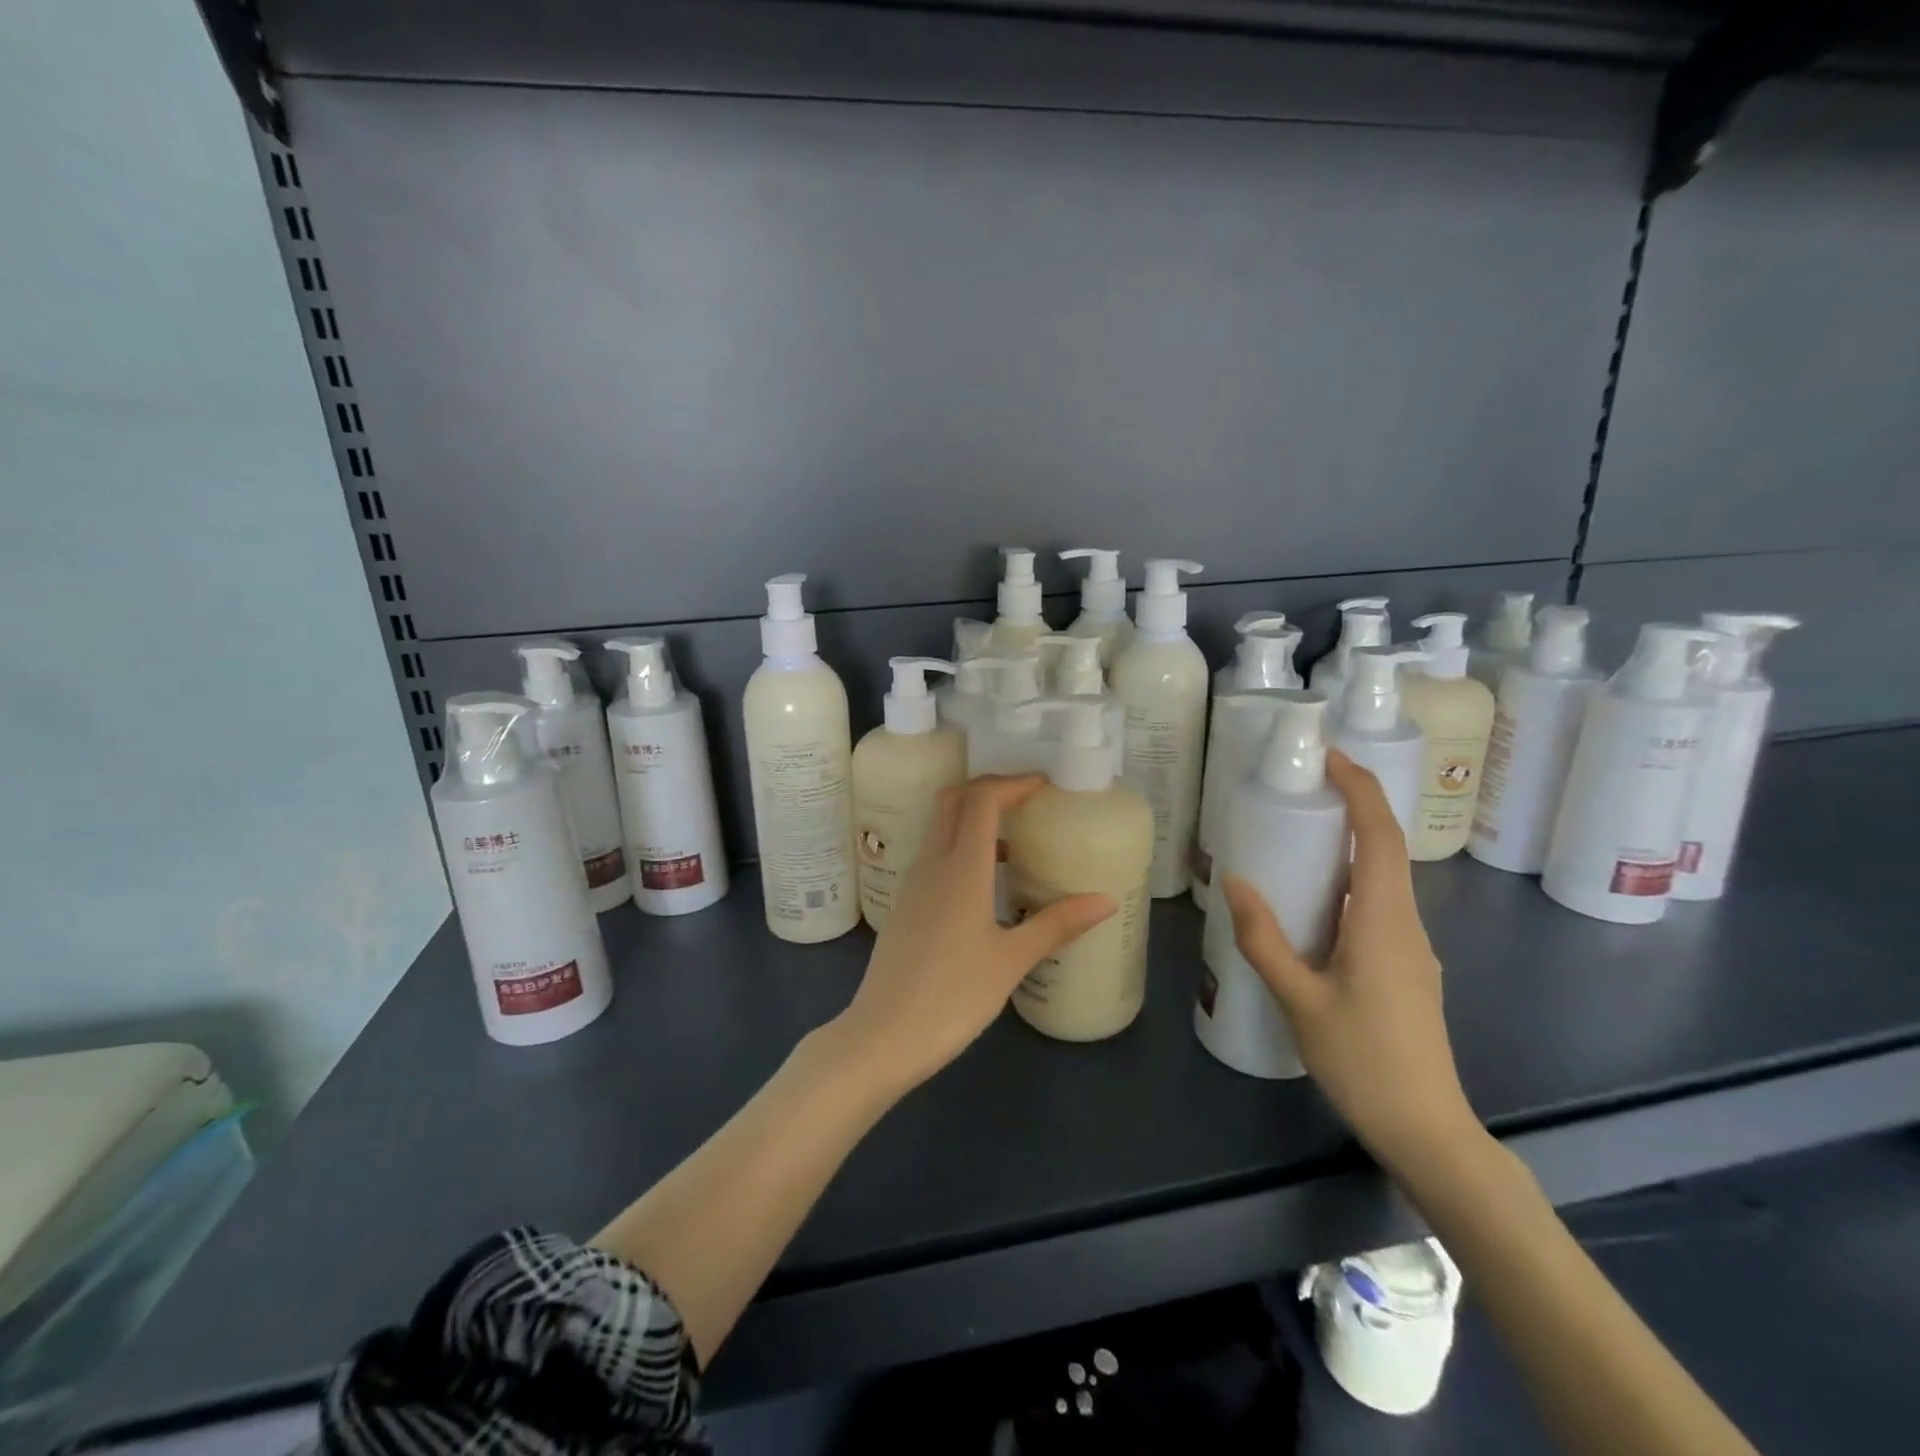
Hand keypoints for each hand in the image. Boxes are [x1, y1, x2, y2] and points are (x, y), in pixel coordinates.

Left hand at [835, 775, 1115, 1094]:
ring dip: (974, 818)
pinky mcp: (906, 905)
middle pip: (953, 801)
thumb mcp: (1011, 961)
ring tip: (1015, 838)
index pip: (981, 799)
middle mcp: (932, 864)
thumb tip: (1105, 900)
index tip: (1044, 785)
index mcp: (960, 869)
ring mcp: (913, 884)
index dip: (1012, 783)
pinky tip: (987, 882)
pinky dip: (962, 847)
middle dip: (989, 789)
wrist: (882, 1036)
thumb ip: (1057, 924)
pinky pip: (935, 855)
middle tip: (1028, 800)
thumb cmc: (952, 997)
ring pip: (941, 827)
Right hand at [1221, 750, 1477, 1170]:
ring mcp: (1413, 948)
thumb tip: (1234, 881)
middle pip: (1387, 849)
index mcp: (1384, 922)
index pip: (1380, 836)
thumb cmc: (1363, 1061)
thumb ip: (1264, 939)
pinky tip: (1313, 905)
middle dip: (1352, 808)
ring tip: (1297, 839)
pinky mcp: (1408, 968)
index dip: (1360, 789)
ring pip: (1384, 879)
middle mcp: (1407, 924)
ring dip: (1350, 847)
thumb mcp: (1298, 1000)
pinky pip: (1379, 907)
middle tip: (1301, 789)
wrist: (1427, 1130)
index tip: (1329, 758)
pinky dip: (1349, 883)